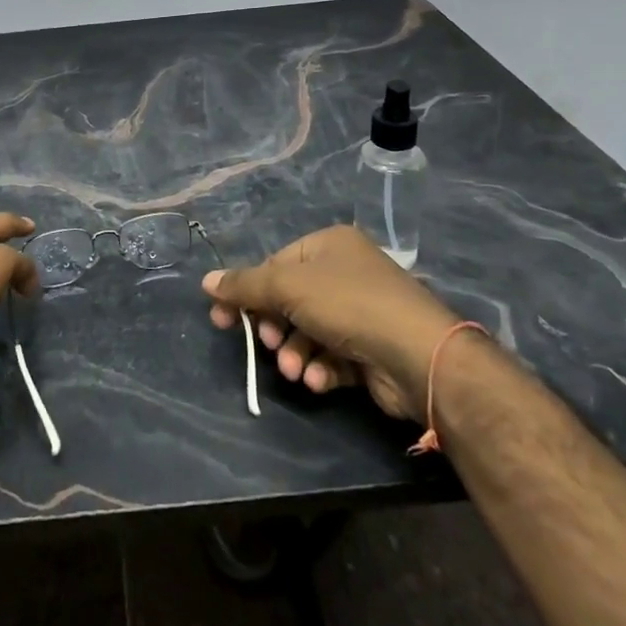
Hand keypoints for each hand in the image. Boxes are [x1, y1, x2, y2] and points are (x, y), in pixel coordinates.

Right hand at [204, 225, 459, 419]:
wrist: (419, 356)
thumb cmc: (348, 305)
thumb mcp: (287, 287)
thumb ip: (244, 286)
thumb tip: (206, 281)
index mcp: (329, 245)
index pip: (275, 265)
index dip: (248, 293)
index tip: (223, 319)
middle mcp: (346, 272)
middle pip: (290, 300)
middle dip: (275, 328)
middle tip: (267, 346)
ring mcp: (361, 311)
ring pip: (308, 331)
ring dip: (295, 353)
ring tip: (295, 370)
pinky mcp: (371, 349)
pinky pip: (331, 355)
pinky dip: (319, 368)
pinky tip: (318, 380)